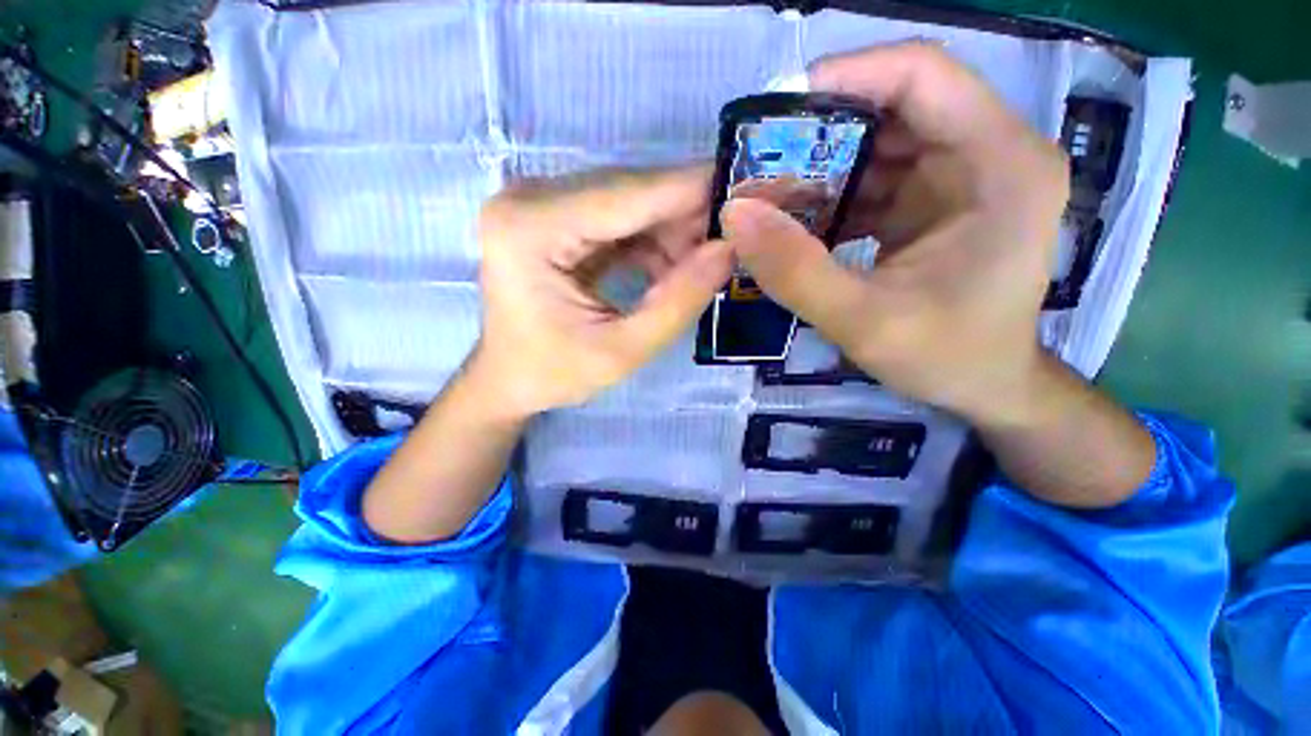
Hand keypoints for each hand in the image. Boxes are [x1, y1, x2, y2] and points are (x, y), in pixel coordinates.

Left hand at [470, 167, 731, 417]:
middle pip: (629, 191)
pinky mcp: (554, 216)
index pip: (626, 196)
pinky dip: (651, 239)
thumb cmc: (554, 373)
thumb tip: (728, 250)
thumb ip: (677, 303)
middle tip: (732, 240)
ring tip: (701, 264)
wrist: (508, 378)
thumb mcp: (622, 351)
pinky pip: (618, 216)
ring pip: (629, 201)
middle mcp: (530, 199)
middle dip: (685, 215)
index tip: (747, 191)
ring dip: (671, 230)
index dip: (691, 191)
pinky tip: (671, 267)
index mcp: (531, 229)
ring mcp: (539, 203)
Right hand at [720, 43, 1068, 425]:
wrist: (986, 386)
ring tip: (768, 202)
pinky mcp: (936, 202)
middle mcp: (990, 153)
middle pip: (893, 108)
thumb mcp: (863, 322)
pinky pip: (875, 180)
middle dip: (820, 134)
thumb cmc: (946, 357)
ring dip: (820, 169)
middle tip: (760, 169)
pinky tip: (798, 226)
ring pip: (879, 144)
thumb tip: (734, 213)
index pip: (922, 74)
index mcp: (1001, 164)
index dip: (846, 77)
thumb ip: (796, 271)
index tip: (776, 114)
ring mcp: (963, 176)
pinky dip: (832, 198)